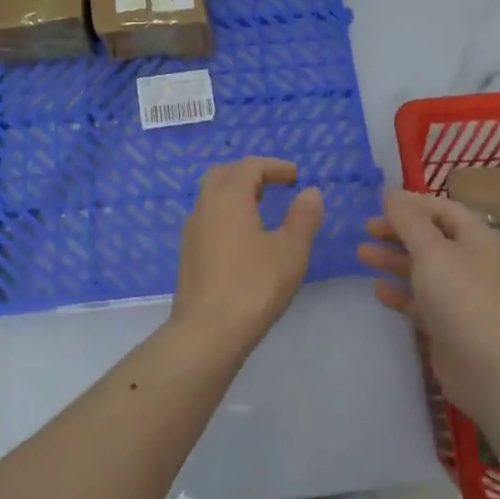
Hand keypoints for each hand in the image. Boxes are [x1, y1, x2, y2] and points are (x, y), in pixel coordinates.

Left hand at [173, 157, 323, 353]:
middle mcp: (205, 206)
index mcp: (228, 197)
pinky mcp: (189, 254)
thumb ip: (303, 217)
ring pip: (212, 196)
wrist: (207, 332)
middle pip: (224, 174)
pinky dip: (226, 213)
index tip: (295, 176)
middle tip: (274, 185)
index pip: (250, 166)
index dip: (274, 166)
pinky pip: (208, 218)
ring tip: (261, 208)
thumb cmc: (254, 286)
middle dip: (250, 173)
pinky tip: (243, 237)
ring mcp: (192, 231)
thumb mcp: (291, 251)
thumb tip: (310, 193)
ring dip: (236, 193)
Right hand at [358, 189, 499, 415]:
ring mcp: (459, 295)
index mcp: (475, 239)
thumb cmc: (460, 296)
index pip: (444, 210)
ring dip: (393, 259)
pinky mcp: (447, 323)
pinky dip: (399, 292)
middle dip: (399, 231)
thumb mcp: (431, 250)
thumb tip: (391, 193)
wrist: (486, 367)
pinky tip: (377, 289)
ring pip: (422, 268)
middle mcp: (470, 263)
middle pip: (431, 238)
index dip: (414, 203)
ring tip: (361, 253)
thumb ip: (408, 220)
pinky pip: (420, 300)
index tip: (381, 202)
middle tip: (367, 228)